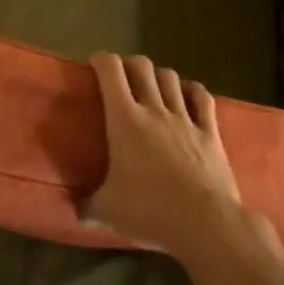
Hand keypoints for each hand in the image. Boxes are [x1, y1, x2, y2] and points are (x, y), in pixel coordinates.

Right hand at [84, 52, 245, 258]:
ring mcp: (185, 118)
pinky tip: (189, 95)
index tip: (94, 65)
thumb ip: (87, 206)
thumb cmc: (150, 211)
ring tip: (153, 87)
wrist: (205, 225)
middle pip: (142, 66)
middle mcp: (154, 109)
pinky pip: (203, 98)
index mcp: (125, 119)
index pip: (111, 70)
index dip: (101, 60)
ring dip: (159, 76)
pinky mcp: (209, 132)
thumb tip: (73, 209)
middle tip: (123, 78)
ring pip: (171, 78)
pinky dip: (193, 91)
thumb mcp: (108, 212)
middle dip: (130, 64)